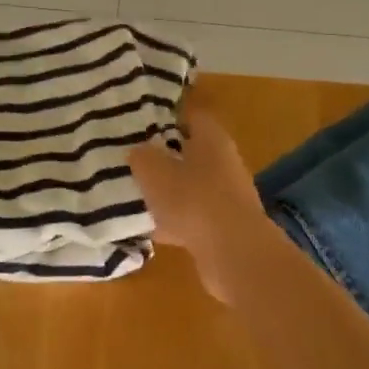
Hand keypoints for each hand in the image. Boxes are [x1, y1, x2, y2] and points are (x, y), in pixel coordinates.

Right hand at [129, 99, 267, 300]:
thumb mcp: (153, 171)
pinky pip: (194, 217)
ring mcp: (228, 196)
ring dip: (169, 192)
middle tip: (135, 161)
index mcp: (212, 138)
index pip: (192, 116)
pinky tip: (152, 230)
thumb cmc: (192, 199)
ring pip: (192, 187)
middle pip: (192, 152)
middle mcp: (225, 162)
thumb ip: (142, 156)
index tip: (143, 124)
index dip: (168, 118)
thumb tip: (139, 151)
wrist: (233, 252)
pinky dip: (176, 221)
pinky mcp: (225, 227)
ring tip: (138, 196)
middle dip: (166, 157)